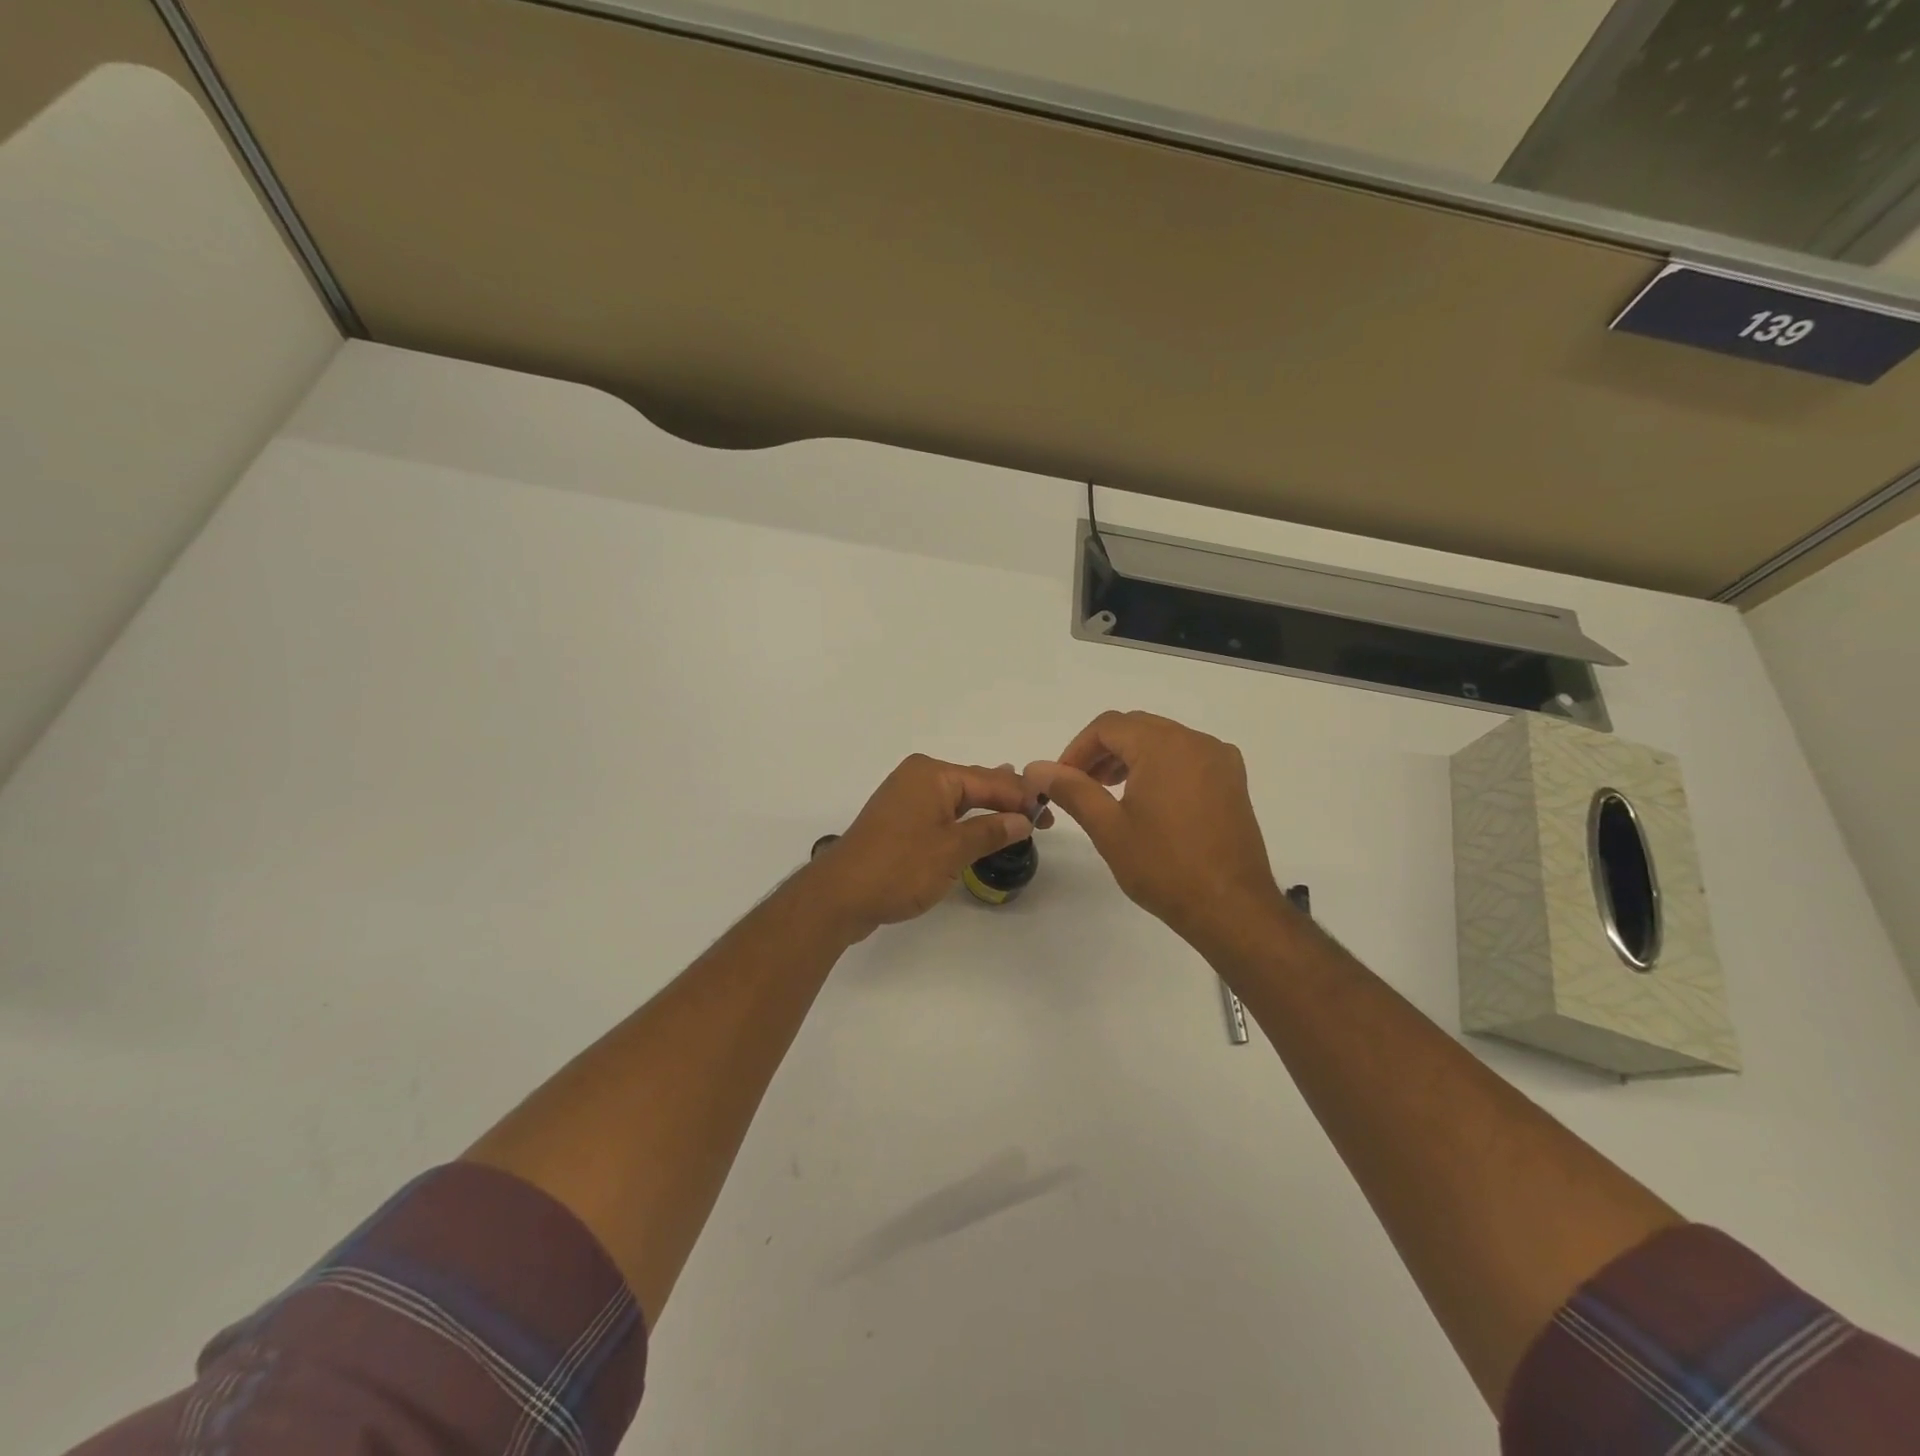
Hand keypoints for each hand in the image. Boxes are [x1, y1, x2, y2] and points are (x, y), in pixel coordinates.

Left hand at [807, 755, 1038, 940]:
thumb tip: (1023, 819)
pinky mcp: (898, 820)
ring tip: (1019, 813)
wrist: (839, 895)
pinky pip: (941, 812)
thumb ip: (990, 832)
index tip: (1050, 814)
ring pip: (957, 798)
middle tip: (1041, 818)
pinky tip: (979, 826)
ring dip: (986, 809)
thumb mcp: (951, 850)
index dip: (1022, 797)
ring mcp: (905, 797)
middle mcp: (918, 777)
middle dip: (1007, 800)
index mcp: (932, 774)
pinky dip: (964, 820)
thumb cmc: (898, 868)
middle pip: (974, 784)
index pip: (989, 780)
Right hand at [1025, 711, 1283, 948]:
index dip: (1077, 749)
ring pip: (1162, 741)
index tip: (1060, 780)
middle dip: (1102, 751)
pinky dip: (1159, 767)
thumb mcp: (1108, 827)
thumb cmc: (1164, 867)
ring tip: (1108, 794)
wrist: (1231, 908)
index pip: (1108, 726)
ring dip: (1130, 758)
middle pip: (1136, 728)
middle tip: (1080, 785)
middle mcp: (1196, 741)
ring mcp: (1219, 760)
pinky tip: (1147, 801)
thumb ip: (1071, 789)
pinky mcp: (1232, 782)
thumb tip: (1036, 767)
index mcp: (1164, 745)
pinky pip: (1187, 757)